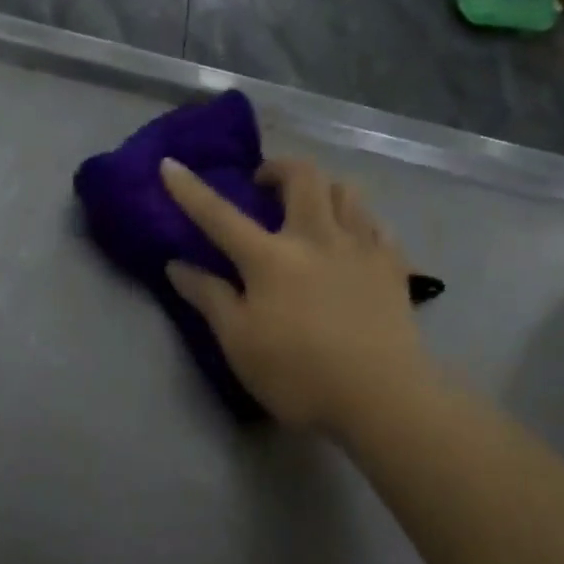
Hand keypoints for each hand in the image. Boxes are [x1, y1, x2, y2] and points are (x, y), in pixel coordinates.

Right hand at [162, 156, 432, 433]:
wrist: (382, 398)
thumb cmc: (300, 375)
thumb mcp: (240, 343)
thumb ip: (209, 298)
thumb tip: (176, 265)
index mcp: (270, 258)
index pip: (220, 215)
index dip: (190, 189)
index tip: (170, 164)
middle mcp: (316, 238)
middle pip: (301, 177)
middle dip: (278, 168)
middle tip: (264, 185)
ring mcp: (360, 247)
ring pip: (344, 190)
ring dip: (321, 187)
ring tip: (311, 208)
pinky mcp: (393, 265)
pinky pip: (376, 222)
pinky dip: (358, 219)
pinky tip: (353, 237)